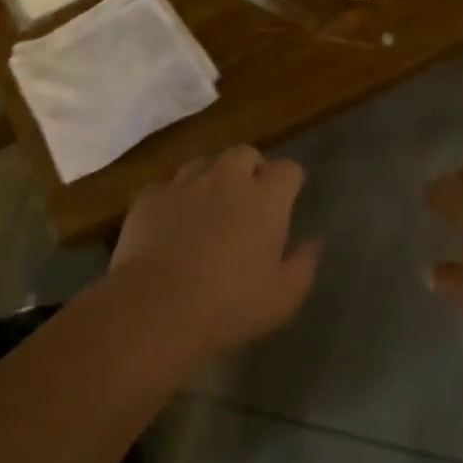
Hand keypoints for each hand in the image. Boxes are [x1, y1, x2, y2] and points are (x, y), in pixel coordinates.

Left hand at [110, 145, 320, 357]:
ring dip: (212, 178)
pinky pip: (167, 187)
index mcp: (265, 198)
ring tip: (209, 206)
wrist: (156, 308)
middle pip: (245, 153)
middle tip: (249, 199)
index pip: (288, 169)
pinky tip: (171, 223)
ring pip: (204, 163)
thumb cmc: (230, 305)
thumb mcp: (284, 297)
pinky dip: (174, 198)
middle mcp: (226, 178)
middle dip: (251, 169)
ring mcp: (184, 183)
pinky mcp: (149, 197)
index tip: (288, 199)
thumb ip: (304, 264)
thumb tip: (313, 243)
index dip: (290, 182)